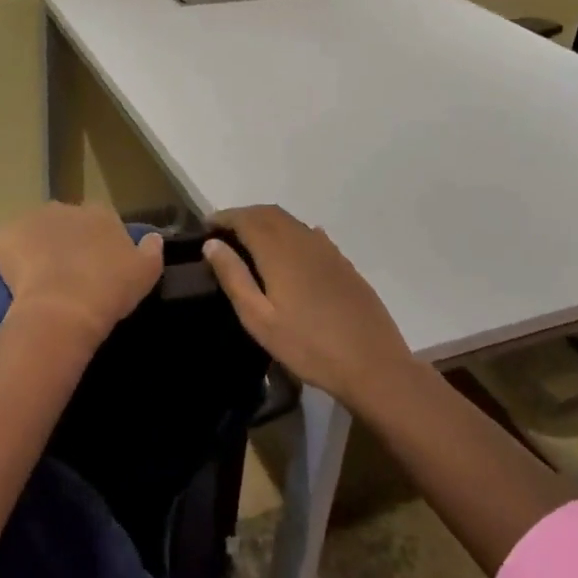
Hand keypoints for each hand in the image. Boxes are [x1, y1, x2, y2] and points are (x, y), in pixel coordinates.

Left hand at [0, 202, 163, 344]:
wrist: (63, 308)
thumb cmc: (109, 290)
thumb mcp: (146, 273)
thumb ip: (151, 250)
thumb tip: (154, 237)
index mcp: (101, 213)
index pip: (100, 221)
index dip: (97, 243)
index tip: (96, 266)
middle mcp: (67, 207)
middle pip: (66, 223)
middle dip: (66, 242)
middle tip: (68, 274)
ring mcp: (33, 218)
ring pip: (36, 231)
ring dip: (38, 247)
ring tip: (40, 280)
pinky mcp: (6, 233)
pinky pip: (9, 243)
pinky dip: (11, 256)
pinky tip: (17, 280)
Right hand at [203, 205, 415, 405]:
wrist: (372, 364)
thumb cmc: (308, 346)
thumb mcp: (260, 319)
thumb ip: (235, 278)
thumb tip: (212, 244)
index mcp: (280, 251)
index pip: (246, 218)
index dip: (224, 217)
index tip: (205, 226)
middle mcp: (304, 240)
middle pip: (269, 213)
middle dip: (243, 216)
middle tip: (223, 233)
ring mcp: (328, 250)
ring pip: (291, 222)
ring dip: (266, 223)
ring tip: (248, 243)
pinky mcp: (343, 263)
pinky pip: (309, 235)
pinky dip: (288, 234)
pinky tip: (285, 254)